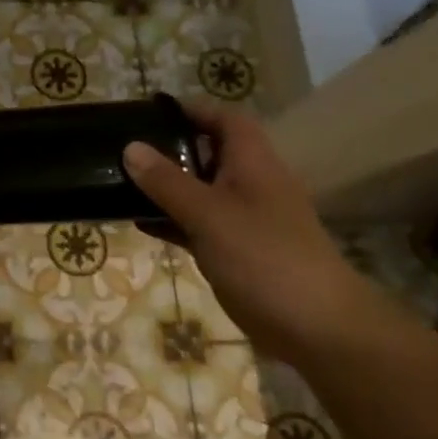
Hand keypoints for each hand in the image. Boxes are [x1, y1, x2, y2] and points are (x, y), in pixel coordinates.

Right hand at [123, 100, 374, 360]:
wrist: (316, 328)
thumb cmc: (265, 257)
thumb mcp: (209, 214)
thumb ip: (167, 181)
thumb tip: (130, 148)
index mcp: (253, 164)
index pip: (225, 120)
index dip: (192, 110)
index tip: (150, 113)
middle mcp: (250, 185)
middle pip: (209, 153)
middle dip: (169, 148)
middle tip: (125, 148)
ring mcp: (244, 220)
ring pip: (199, 191)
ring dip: (166, 186)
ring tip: (121, 182)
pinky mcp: (235, 251)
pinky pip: (196, 224)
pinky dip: (170, 220)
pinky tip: (138, 223)